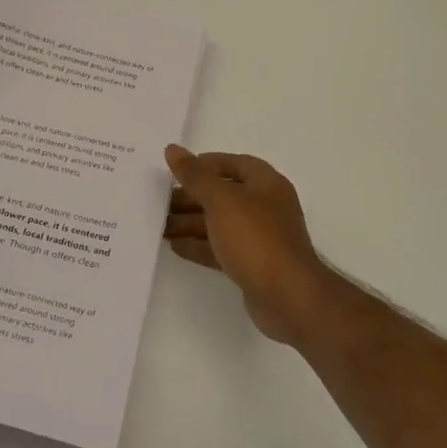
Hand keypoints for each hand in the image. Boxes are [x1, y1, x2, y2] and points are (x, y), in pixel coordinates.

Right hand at [163, 145, 330, 344]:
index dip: (204, 164)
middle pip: (222, 194)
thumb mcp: (221, 201)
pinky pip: (221, 248)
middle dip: (190, 197)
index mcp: (265, 184)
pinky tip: (174, 246)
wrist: (287, 297)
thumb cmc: (255, 239)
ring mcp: (259, 237)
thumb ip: (195, 176)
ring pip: (219, 223)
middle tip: (159, 203)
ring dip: (190, 223)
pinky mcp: (252, 264)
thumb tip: (172, 149)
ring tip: (158, 226)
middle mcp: (264, 207)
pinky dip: (199, 245)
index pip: (233, 163)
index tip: (175, 171)